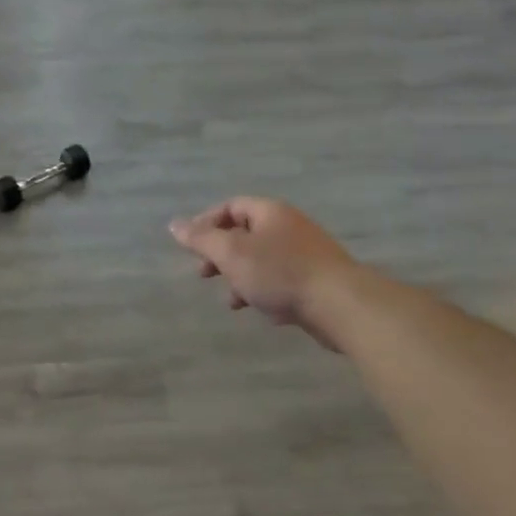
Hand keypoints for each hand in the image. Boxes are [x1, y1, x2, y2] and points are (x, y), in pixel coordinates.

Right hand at [169, 198, 361, 350]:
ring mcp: (305, 254)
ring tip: (230, 300)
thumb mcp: (232, 253)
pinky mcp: (315, 281)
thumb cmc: (280, 272)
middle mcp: (288, 226)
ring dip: (240, 277)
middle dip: (221, 254)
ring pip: (261, 260)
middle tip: (205, 273)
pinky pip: (279, 279)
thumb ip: (201, 239)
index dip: (206, 223)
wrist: (341, 305)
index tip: (191, 247)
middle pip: (245, 233)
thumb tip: (174, 224)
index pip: (231, 206)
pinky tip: (258, 309)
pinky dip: (262, 290)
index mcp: (270, 212)